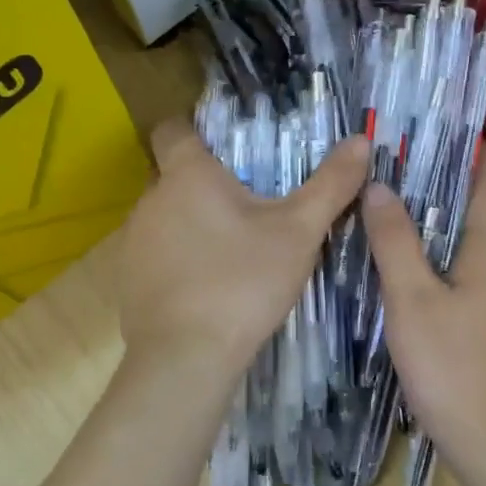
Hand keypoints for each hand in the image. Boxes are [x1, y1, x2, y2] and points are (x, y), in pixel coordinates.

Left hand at [117, 119, 368, 385]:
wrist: (187, 356)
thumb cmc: (243, 283)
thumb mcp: (299, 233)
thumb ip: (330, 185)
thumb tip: (361, 141)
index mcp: (187, 175)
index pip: (173, 129)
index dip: (193, 129)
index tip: (222, 147)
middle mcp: (150, 200)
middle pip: (172, 177)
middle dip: (203, 185)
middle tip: (245, 206)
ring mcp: (132, 241)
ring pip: (163, 218)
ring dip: (188, 225)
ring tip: (227, 252)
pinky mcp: (125, 280)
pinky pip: (152, 255)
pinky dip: (174, 261)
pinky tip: (202, 288)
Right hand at [360, 148, 485, 474]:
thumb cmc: (452, 365)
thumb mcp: (412, 299)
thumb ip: (395, 242)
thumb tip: (379, 186)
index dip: (471, 150)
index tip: (439, 125)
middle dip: (459, 177)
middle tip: (412, 158)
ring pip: (483, 239)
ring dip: (455, 213)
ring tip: (411, 199)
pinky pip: (476, 266)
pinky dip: (453, 247)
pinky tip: (422, 259)